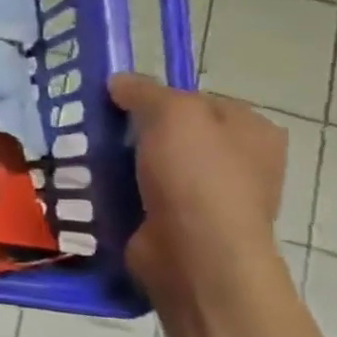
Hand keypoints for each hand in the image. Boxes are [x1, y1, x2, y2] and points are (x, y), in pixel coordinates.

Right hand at [109, 72, 288, 314]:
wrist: (195, 255)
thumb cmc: (196, 176)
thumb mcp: (172, 114)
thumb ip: (144, 91)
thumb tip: (119, 82)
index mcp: (252, 130)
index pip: (197, 100)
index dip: (156, 97)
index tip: (117, 104)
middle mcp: (240, 162)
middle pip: (173, 133)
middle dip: (134, 133)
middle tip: (96, 132)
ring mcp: (210, 197)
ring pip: (154, 165)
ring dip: (121, 164)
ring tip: (84, 160)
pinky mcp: (180, 224)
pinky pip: (142, 196)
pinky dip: (119, 193)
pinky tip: (94, 189)